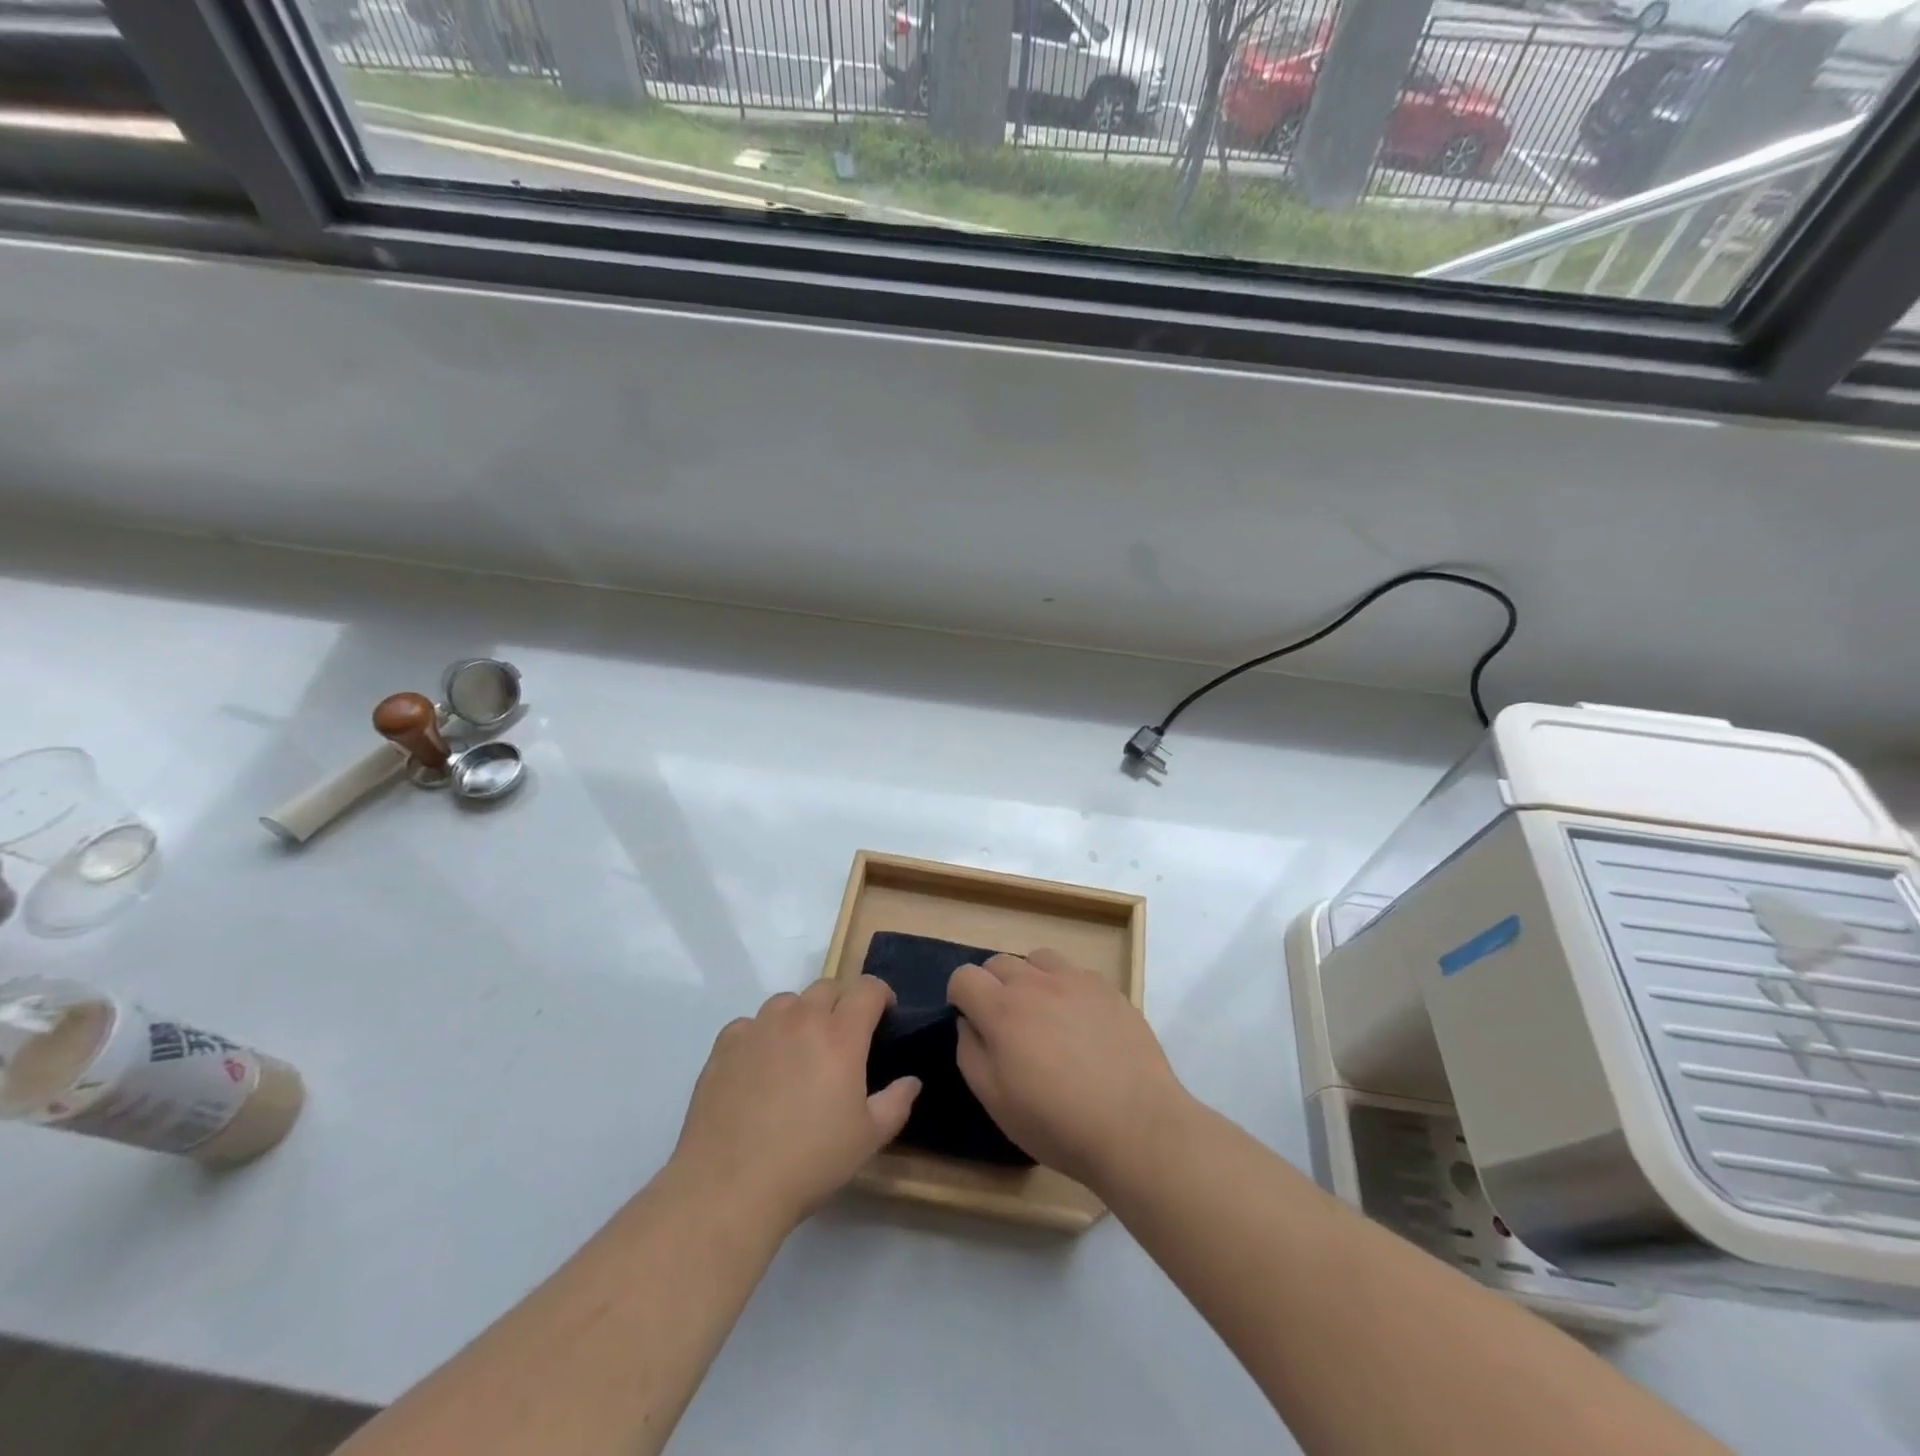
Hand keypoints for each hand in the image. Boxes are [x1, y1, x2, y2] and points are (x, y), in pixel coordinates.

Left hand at [671, 977, 919, 1231]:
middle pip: (827, 987)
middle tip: (843, 1038)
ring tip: (799, 1050)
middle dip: (842, 1003)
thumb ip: (896, 1102)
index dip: (881, 995)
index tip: (884, 1016)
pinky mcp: (725, 1044)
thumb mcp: (868, 1139)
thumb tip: (911, 1080)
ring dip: (801, 1015)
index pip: (867, 988)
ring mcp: (759, 1028)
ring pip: (787, 1001)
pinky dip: (762, 1035)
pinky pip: (750, 1024)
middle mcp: (800, 1019)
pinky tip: (760, 1068)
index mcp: (841, 1035)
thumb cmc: (809, 1162)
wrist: (729, 1186)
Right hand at [948, 949, 1189, 1191]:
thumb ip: (970, 1053)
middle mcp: (1036, 983)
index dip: (960, 997)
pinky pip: (1075, 972)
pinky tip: (1080, 1023)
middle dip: (992, 986)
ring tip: (1043, 1015)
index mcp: (1002, 1010)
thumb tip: (968, 1023)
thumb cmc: (1057, 1123)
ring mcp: (1076, 980)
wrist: (1136, 1125)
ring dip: (1030, 979)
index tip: (971, 1022)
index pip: (964, 976)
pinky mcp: (1108, 988)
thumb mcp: (996, 1101)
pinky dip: (1066, 988)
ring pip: (1038, 959)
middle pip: (999, 962)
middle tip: (1006, 1025)